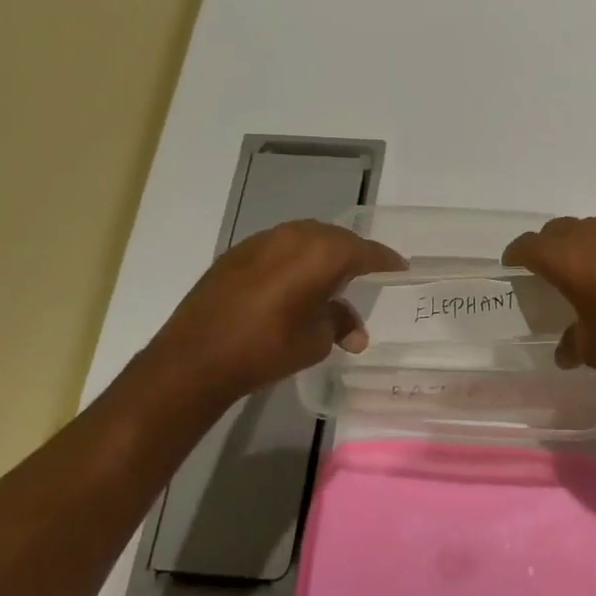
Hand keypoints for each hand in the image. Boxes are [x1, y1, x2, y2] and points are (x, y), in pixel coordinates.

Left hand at [137, 220, 404, 412]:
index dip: (385, 260)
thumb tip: (354, 329)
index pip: (365, 252)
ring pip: (305, 238)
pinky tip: (294, 282)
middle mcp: (295, 237)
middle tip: (367, 272)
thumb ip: (340, 324)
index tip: (400, 268)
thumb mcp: (316, 341)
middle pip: (335, 238)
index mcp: (322, 254)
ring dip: (322, 254)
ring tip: (331, 277)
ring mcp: (262, 241)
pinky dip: (295, 259)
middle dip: (353, 254)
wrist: (195, 358)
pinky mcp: (237, 253)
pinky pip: (279, 247)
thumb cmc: (267, 349)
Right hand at [502, 216, 595, 384]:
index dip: (515, 255)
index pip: (529, 245)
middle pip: (557, 229)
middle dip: (545, 246)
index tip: (512, 269)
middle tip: (545, 273)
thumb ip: (572, 345)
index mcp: (571, 258)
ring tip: (583, 275)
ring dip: (579, 246)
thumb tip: (564, 350)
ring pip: (591, 229)